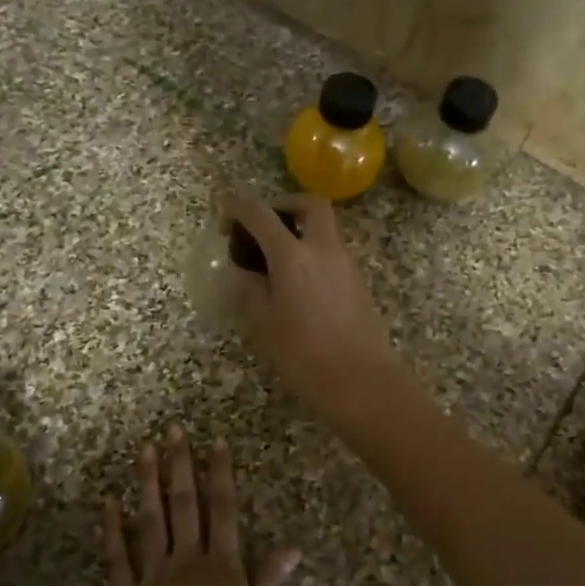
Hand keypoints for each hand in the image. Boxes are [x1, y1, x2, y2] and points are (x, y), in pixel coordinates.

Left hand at [98, 425, 299, 585]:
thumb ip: (269, 578)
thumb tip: (294, 547)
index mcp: (220, 563)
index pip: (223, 510)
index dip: (221, 475)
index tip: (216, 442)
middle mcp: (186, 556)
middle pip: (185, 504)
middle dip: (181, 465)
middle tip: (173, 429)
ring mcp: (153, 571)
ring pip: (151, 520)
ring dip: (149, 484)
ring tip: (145, 450)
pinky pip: (118, 556)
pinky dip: (113, 529)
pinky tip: (110, 503)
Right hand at [221, 192, 404, 421]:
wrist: (361, 381)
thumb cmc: (304, 354)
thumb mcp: (263, 323)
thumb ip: (247, 290)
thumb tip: (238, 273)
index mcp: (293, 254)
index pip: (261, 214)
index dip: (238, 207)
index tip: (223, 212)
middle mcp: (323, 248)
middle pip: (309, 204)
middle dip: (284, 205)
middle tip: (263, 226)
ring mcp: (346, 263)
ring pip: (325, 228)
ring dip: (301, 230)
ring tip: (276, 260)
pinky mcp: (358, 282)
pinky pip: (333, 252)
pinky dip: (313, 252)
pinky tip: (297, 283)